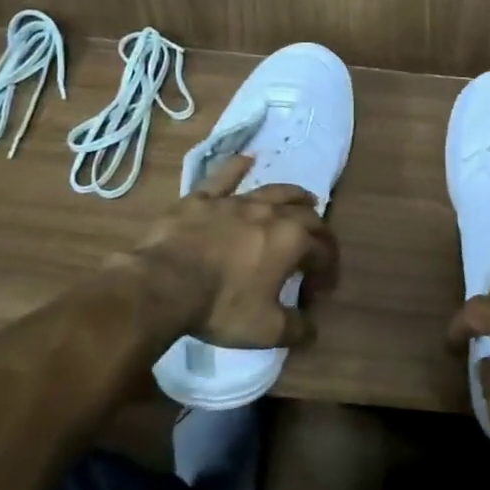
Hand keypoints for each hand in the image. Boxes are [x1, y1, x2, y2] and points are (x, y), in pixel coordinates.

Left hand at [121, 154, 336, 350]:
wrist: (163, 284)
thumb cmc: (221, 307)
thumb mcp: (266, 330)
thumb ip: (296, 329)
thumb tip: (312, 330)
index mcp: (292, 241)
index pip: (322, 252)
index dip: (327, 270)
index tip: (322, 290)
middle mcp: (271, 213)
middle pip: (306, 216)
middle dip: (319, 231)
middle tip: (318, 246)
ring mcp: (236, 201)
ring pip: (274, 191)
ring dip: (294, 195)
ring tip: (305, 199)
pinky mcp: (203, 198)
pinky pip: (224, 177)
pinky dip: (238, 167)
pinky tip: (246, 159)